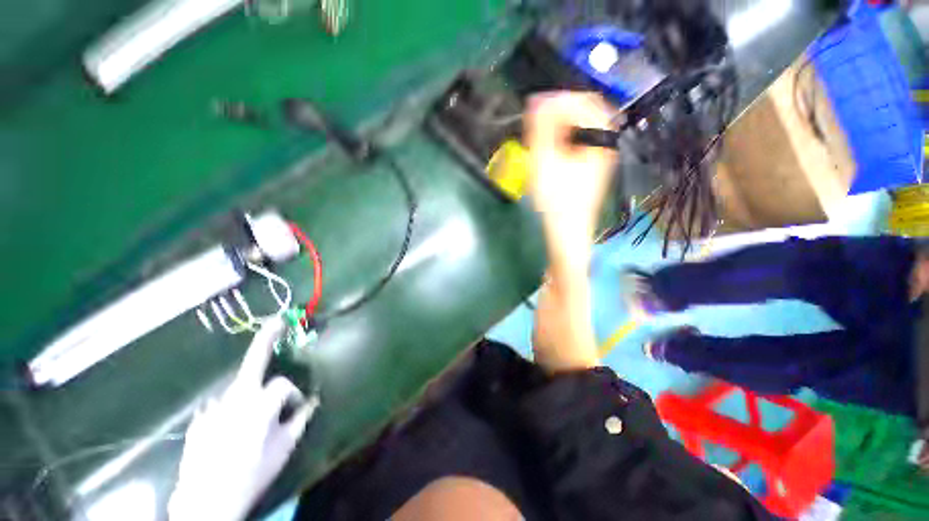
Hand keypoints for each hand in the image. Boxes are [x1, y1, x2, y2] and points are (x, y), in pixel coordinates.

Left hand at [169, 318, 317, 520]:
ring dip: (250, 392)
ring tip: (252, 416)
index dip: (294, 395)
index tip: (297, 409)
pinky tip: (229, 430)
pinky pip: (221, 406)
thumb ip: (301, 418)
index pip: (284, 385)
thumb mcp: (284, 447)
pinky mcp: (199, 419)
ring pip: (239, 389)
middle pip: (254, 360)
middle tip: (276, 321)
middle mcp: (236, 397)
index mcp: (261, 403)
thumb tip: (312, 401)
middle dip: (266, 338)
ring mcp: (214, 407)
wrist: (207, 501)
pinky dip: (230, 409)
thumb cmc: (253, 472)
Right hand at [525, 91, 618, 253]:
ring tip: (540, 139)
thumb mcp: (544, 160)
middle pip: (583, 112)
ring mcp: (601, 154)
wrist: (567, 229)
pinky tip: (550, 151)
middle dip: (557, 114)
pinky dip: (563, 140)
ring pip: (580, 127)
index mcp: (599, 136)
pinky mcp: (593, 165)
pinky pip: (579, 141)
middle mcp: (605, 141)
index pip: (581, 101)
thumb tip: (538, 100)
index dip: (555, 101)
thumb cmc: (555, 198)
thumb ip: (541, 128)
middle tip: (536, 126)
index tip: (533, 111)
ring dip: (559, 127)